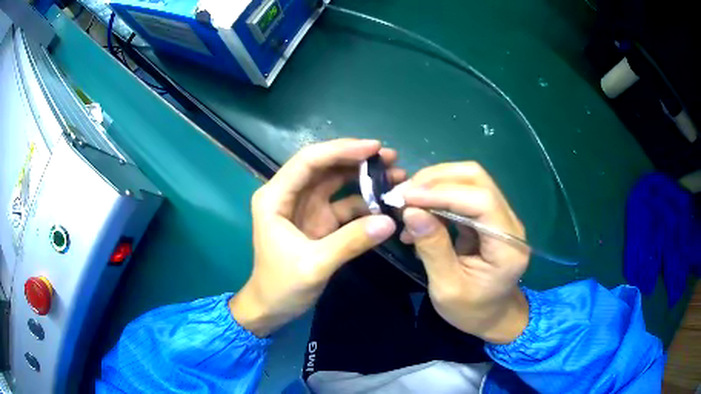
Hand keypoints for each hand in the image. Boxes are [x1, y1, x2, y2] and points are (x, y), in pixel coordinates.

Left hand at [230, 139, 404, 336]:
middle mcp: (290, 195)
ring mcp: (306, 207)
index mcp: (275, 197)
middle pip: (325, 166)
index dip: (341, 150)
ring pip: (336, 181)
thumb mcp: (315, 265)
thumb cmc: (281, 286)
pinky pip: (344, 204)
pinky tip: (385, 202)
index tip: (374, 147)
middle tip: (391, 157)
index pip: (309, 161)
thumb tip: (389, 221)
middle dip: (357, 158)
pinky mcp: (319, 221)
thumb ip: (351, 242)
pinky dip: (364, 201)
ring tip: (395, 174)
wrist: (271, 308)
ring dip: (364, 177)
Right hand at [400, 162, 529, 343]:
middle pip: (476, 178)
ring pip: (469, 180)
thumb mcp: (447, 287)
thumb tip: (410, 211)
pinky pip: (463, 194)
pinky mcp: (489, 217)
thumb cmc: (472, 310)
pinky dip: (437, 197)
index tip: (406, 197)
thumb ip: (432, 248)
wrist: (493, 317)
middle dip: (436, 180)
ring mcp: (500, 216)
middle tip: (402, 195)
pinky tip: (418, 212)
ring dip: (434, 184)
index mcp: (507, 245)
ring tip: (405, 201)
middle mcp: (509, 222)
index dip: (442, 192)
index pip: (480, 200)